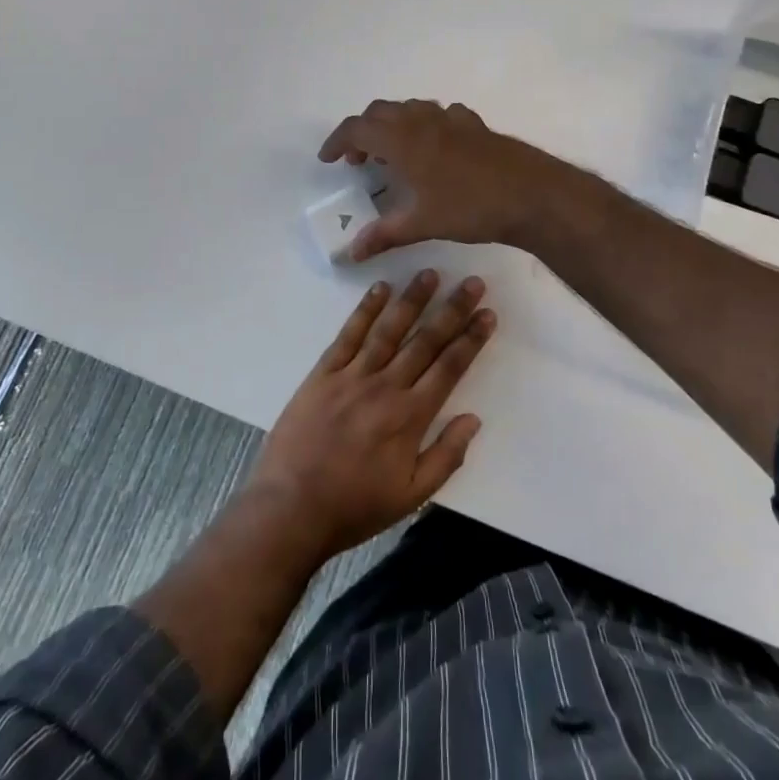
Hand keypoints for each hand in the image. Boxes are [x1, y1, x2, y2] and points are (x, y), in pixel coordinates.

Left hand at [245, 270, 495, 561]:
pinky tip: (380, 289)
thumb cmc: (355, 506)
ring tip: (429, 273)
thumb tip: (473, 419)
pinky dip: (365, 310)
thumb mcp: (410, 496)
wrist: (291, 506)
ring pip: (388, 330)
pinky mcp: (323, 373)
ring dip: (411, 300)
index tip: (487, 313)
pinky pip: (348, 335)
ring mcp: (352, 376)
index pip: (449, 368)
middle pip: (425, 341)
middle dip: (451, 310)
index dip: (471, 339)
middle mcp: (385, 388)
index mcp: (410, 417)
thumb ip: (446, 456)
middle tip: (472, 282)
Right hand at [318, 99, 568, 260]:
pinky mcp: (474, 124)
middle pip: (379, 112)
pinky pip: (439, 114)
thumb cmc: (470, 207)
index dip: (337, 141)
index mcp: (402, 140)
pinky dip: (425, 125)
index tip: (328, 160)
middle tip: (358, 161)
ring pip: (410, 108)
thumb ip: (384, 234)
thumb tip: (351, 252)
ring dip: (392, 125)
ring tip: (393, 155)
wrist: (532, 193)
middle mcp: (422, 121)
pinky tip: (435, 148)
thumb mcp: (422, 224)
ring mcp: (451, 119)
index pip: (356, 129)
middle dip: (362, 132)